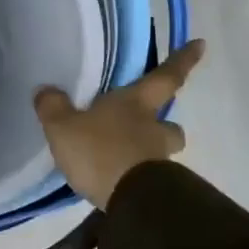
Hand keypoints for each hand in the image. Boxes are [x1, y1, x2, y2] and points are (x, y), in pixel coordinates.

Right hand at [34, 40, 204, 209]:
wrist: (131, 203)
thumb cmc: (100, 152)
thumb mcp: (63, 126)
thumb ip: (53, 106)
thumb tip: (47, 91)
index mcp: (136, 105)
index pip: (165, 77)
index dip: (182, 60)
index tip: (201, 44)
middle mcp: (153, 130)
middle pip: (171, 124)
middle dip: (164, 123)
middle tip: (148, 125)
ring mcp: (159, 162)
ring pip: (162, 151)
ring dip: (150, 152)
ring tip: (124, 157)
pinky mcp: (155, 191)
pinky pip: (148, 177)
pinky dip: (136, 177)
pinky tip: (115, 181)